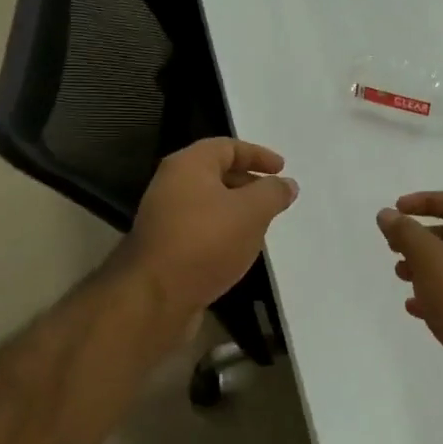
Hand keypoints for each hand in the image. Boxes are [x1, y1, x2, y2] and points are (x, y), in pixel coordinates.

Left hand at [119, 139, 298, 318]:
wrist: (156, 296)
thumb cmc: (206, 241)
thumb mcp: (252, 211)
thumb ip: (273, 193)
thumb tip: (287, 184)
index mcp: (188, 165)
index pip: (227, 147)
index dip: (257, 154)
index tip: (282, 170)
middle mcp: (171, 185)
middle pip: (216, 173)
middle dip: (248, 182)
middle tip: (274, 198)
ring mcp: (165, 217)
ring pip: (209, 204)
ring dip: (236, 210)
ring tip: (262, 225)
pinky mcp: (165, 246)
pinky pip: (200, 228)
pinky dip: (223, 231)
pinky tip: (239, 250)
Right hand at [377, 192, 442, 379]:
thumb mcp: (429, 260)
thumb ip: (406, 233)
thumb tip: (387, 214)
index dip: (426, 201)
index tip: (397, 211)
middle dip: (421, 238)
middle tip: (394, 247)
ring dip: (425, 266)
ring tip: (401, 276)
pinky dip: (436, 293)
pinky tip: (414, 307)